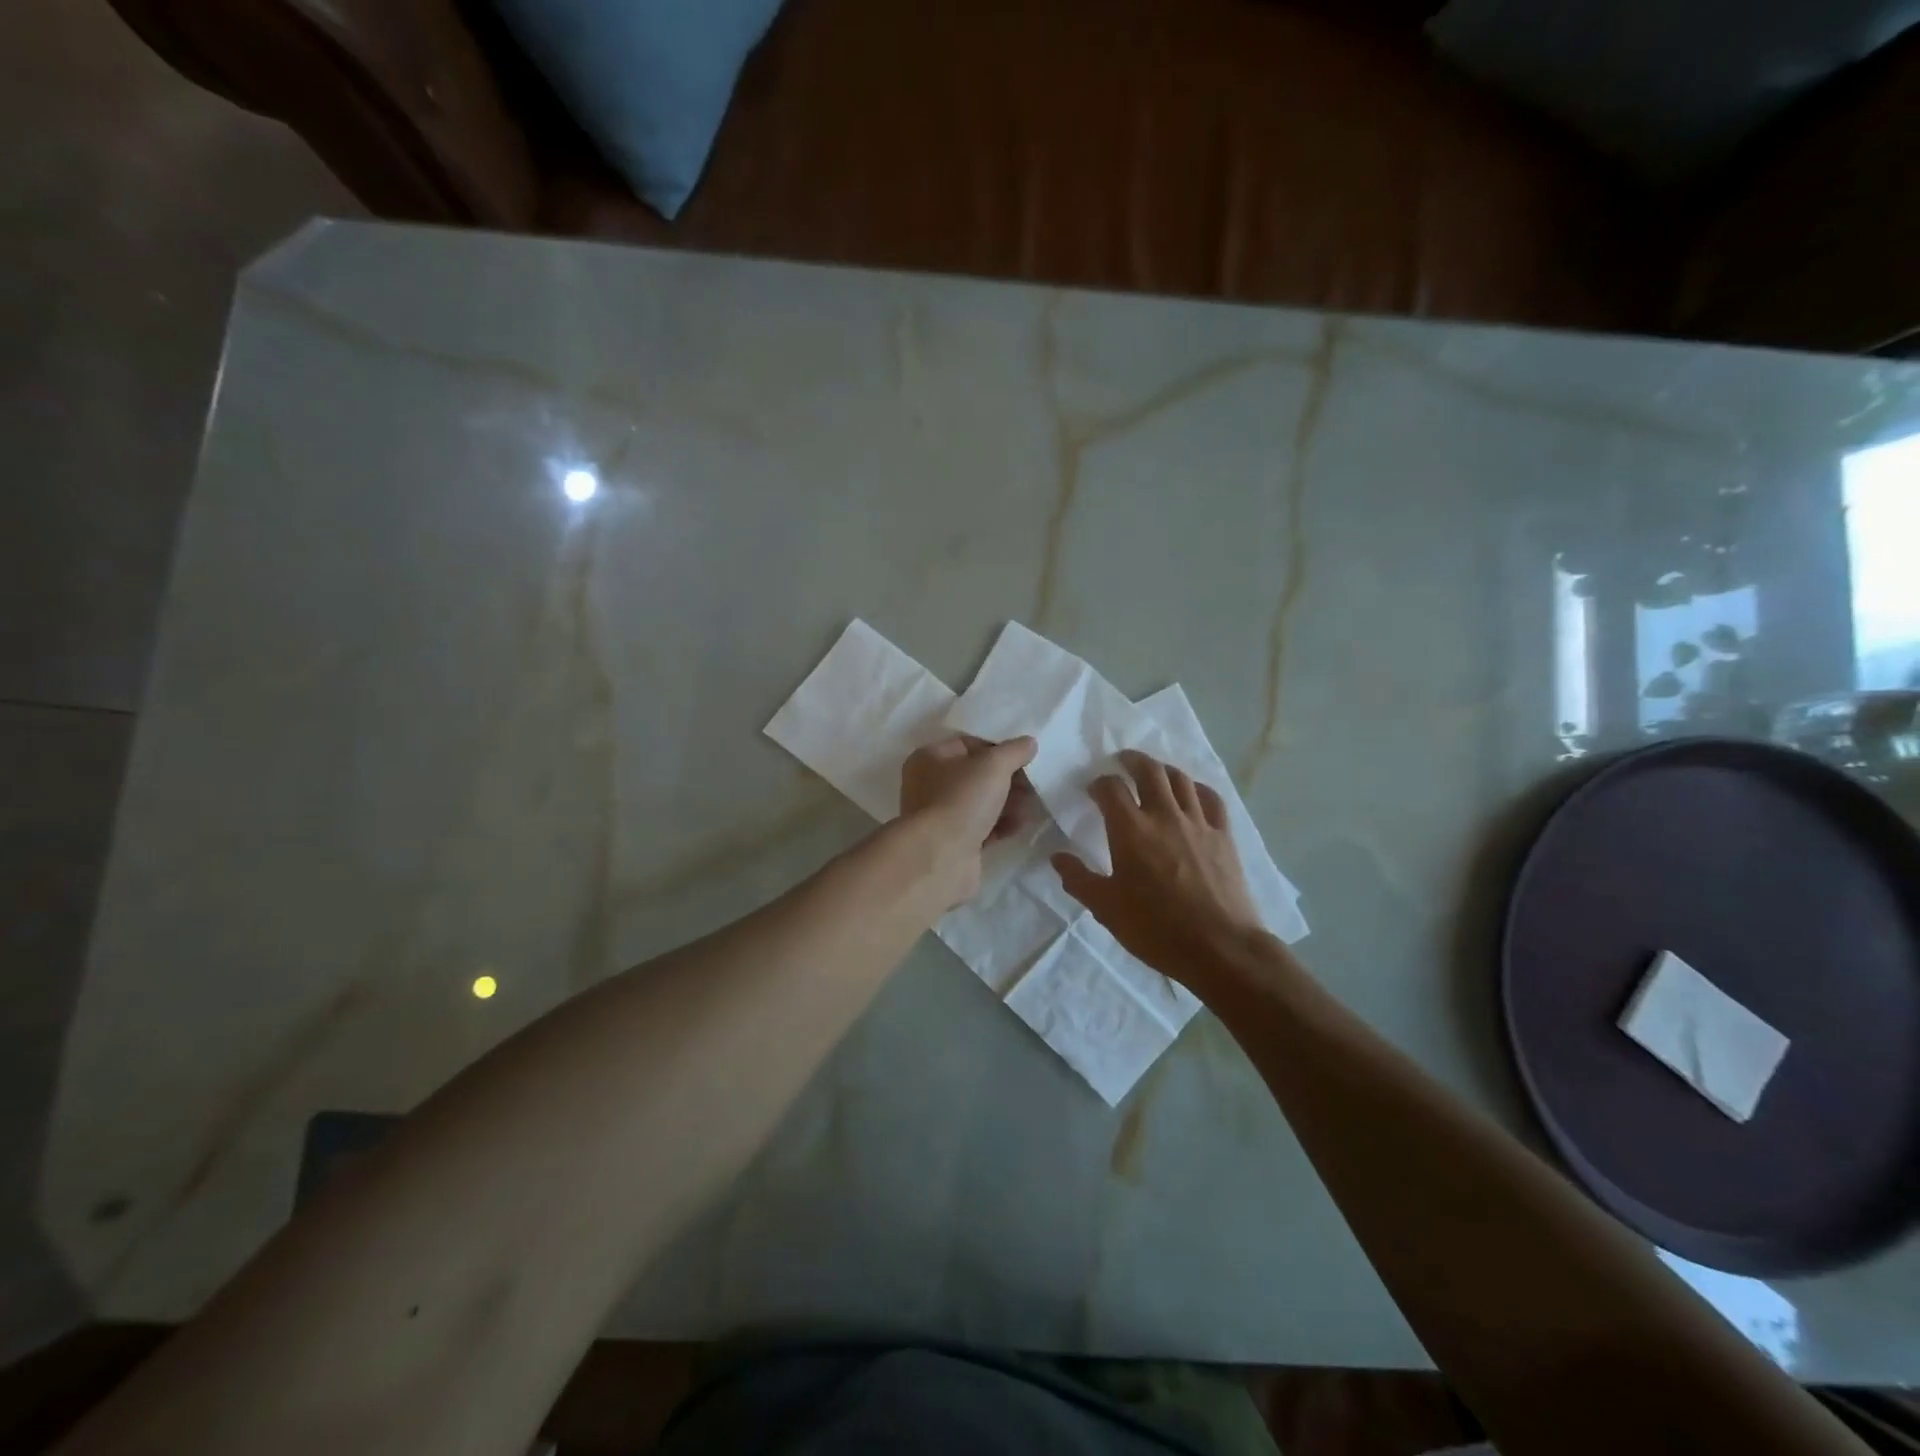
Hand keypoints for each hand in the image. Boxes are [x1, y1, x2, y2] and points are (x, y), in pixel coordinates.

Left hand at [899, 734, 1039, 902]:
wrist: (941, 857)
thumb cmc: (962, 799)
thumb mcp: (994, 765)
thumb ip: (1014, 751)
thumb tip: (1028, 743)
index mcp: (929, 758)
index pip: (968, 744)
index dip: (997, 748)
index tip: (1024, 756)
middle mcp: (930, 785)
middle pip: (977, 775)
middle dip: (1008, 779)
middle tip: (1033, 783)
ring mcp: (941, 817)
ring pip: (982, 802)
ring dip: (1009, 802)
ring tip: (1032, 805)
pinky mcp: (954, 843)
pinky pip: (983, 827)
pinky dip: (1002, 825)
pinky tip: (1020, 824)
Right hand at [1053, 750, 1265, 986]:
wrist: (1220, 948)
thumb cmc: (1156, 929)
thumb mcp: (1106, 908)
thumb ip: (1079, 879)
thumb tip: (1057, 857)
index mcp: (1131, 830)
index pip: (1111, 788)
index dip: (1099, 783)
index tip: (1092, 790)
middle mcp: (1164, 816)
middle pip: (1149, 771)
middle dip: (1132, 760)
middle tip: (1122, 760)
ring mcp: (1198, 823)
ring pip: (1180, 779)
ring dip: (1163, 769)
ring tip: (1154, 772)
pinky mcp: (1224, 836)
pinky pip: (1211, 799)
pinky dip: (1197, 788)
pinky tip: (1192, 793)